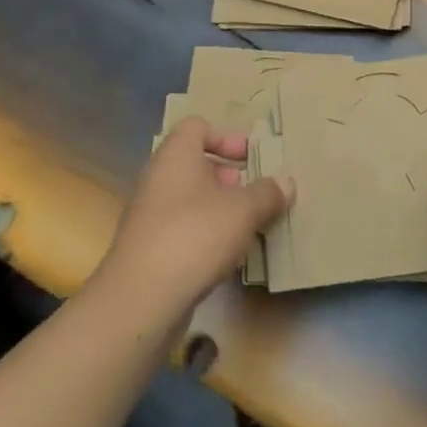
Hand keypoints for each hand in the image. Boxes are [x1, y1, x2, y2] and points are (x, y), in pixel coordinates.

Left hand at [98, 118, 291, 315]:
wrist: (141, 299)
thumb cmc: (195, 235)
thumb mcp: (244, 210)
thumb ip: (268, 193)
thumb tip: (286, 183)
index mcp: (175, 156)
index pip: (196, 127)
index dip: (225, 137)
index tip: (250, 157)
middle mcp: (157, 179)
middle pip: (194, 164)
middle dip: (228, 176)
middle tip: (255, 192)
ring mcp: (149, 216)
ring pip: (189, 199)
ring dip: (219, 208)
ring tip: (248, 226)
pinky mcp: (148, 250)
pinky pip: (182, 229)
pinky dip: (205, 234)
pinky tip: (227, 255)